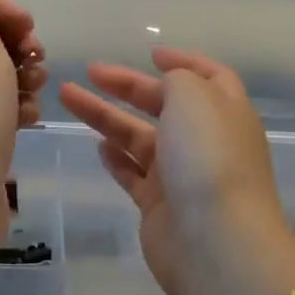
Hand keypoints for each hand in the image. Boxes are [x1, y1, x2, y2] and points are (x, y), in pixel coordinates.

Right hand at [58, 48, 288, 294]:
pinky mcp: (159, 207)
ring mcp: (182, 176)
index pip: (209, 76)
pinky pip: (134, 175)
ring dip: (107, 118)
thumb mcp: (194, 97)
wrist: (214, 241)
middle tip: (89, 72)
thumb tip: (168, 85)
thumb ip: (177, 80)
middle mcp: (205, 140)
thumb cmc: (207, 157)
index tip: (149, 53)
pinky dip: (117, 158)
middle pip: (164, 105)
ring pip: (140, 138)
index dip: (182, 60)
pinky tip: (97, 146)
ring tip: (69, 100)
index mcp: (225, 110)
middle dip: (127, 87)